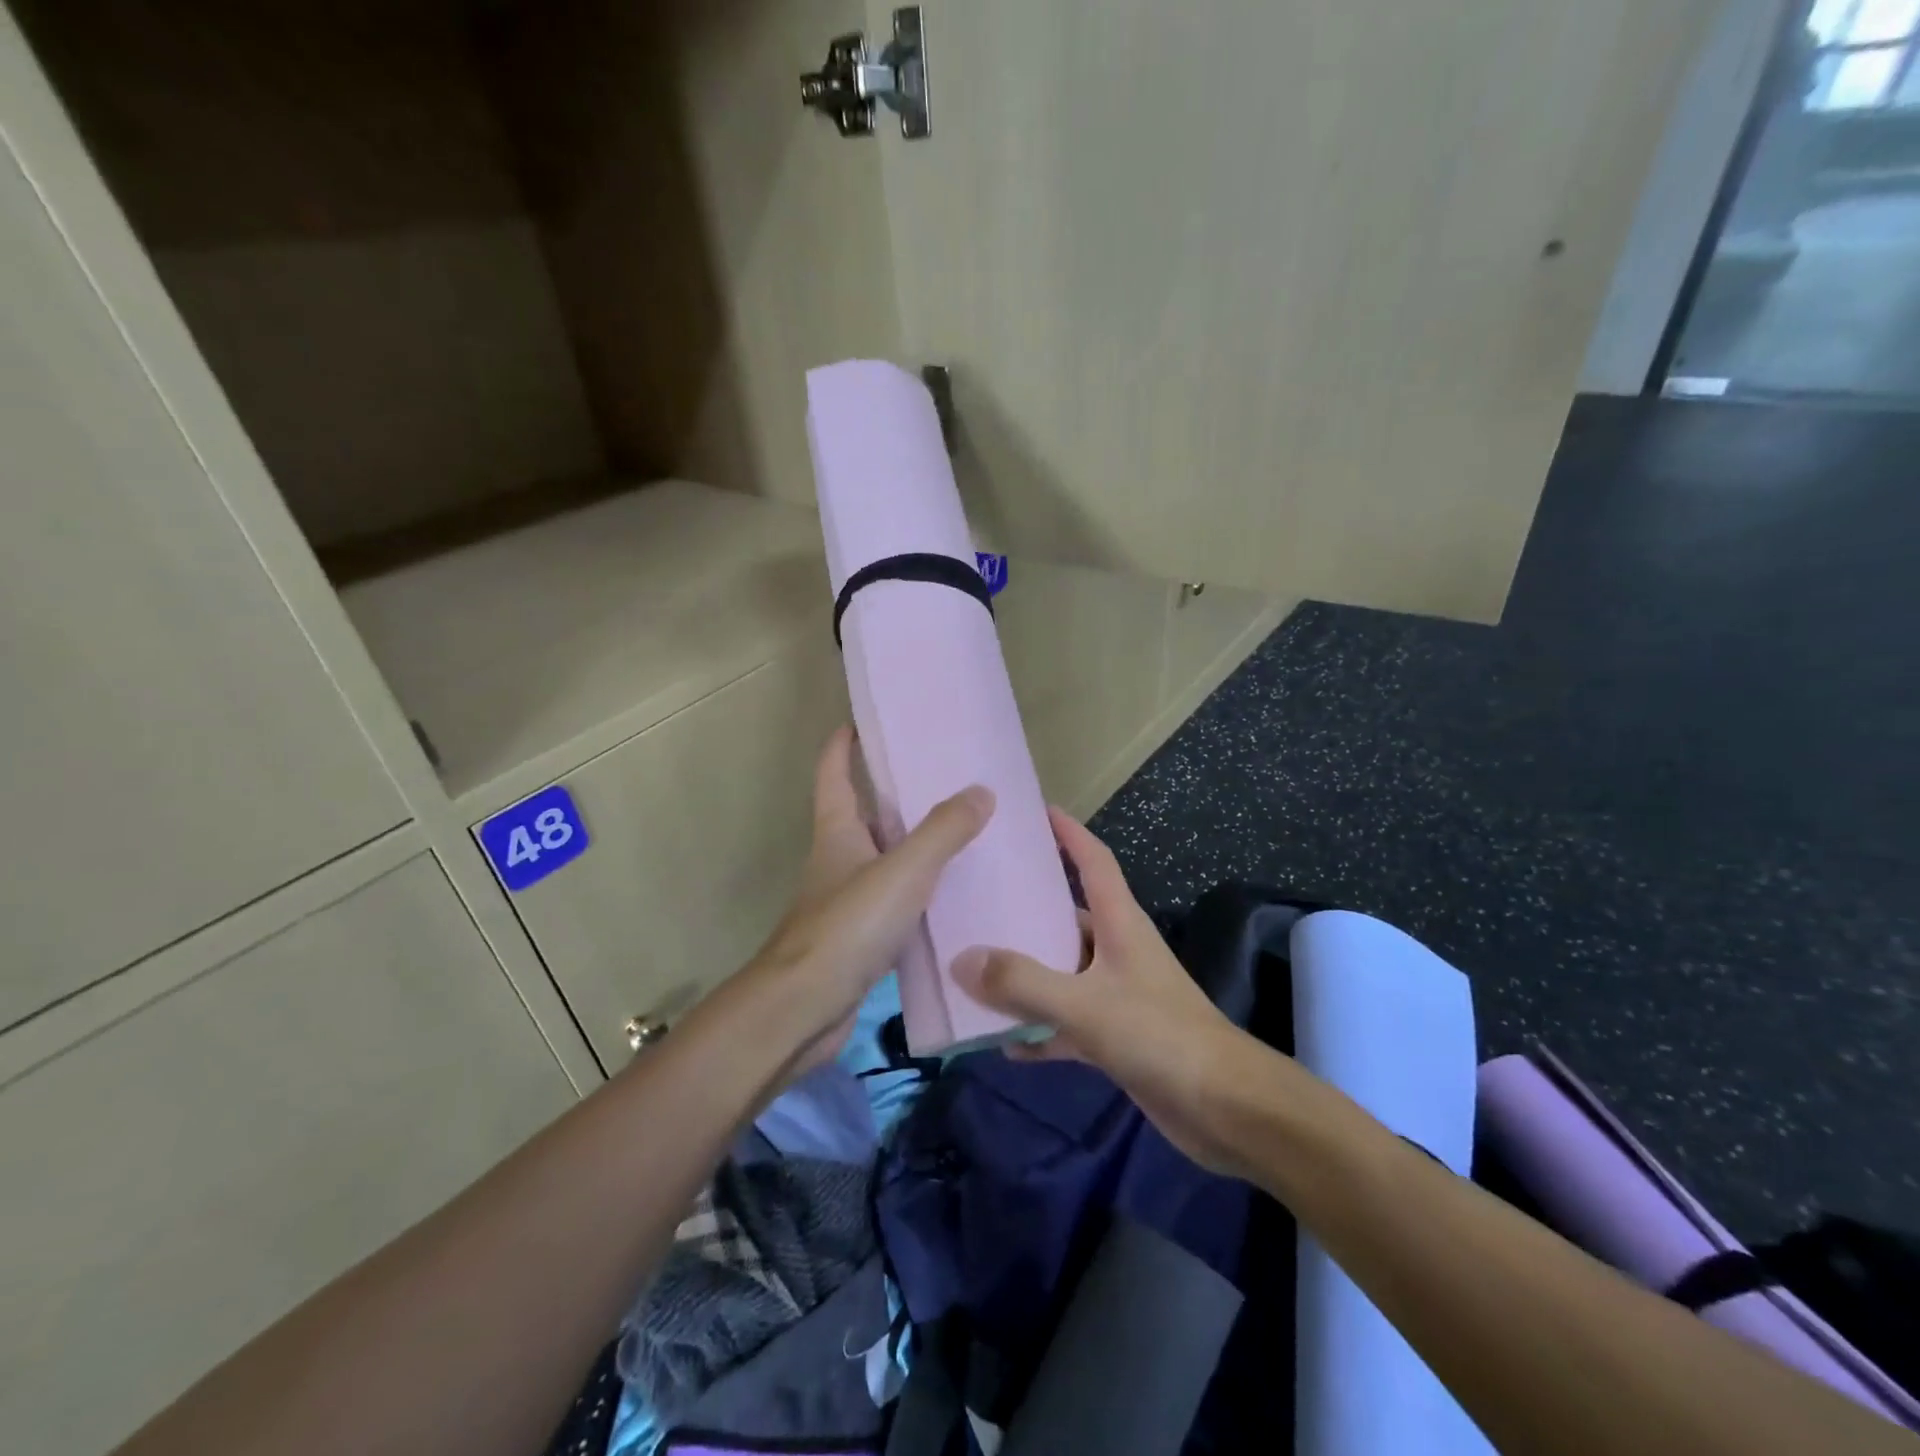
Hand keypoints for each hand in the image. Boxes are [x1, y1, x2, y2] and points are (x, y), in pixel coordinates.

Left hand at [731, 725, 992, 1081]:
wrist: (803, 1009)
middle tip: (947, 778)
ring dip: (916, 845)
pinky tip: (956, 897)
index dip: (844, 744)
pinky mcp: (860, 938)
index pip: (834, 772)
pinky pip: (897, 902)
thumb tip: (981, 791)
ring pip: (886, 859)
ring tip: (966, 833)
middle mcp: (839, 859)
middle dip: (898, 794)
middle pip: (867, 813)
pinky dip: (921, 893)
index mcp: (838, 831)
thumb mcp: (902, 870)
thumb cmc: (847, 926)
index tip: (865, 721)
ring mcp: (847, 900)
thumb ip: (943, 831)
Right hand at [954, 808, 1265, 1176]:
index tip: (1036, 811)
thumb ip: (1022, 983)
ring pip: (1061, 970)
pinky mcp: (1116, 1035)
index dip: (1069, 832)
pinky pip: (1065, 1022)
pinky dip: (1038, 1030)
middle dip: (1028, 905)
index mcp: (1120, 923)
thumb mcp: (1085, 1005)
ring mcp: (1117, 993)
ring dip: (1026, 972)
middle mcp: (1117, 949)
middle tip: (978, 895)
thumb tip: (961, 960)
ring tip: (975, 965)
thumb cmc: (1160, 1035)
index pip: (1094, 860)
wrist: (1225, 1109)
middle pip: (1068, 914)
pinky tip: (1004, 1043)